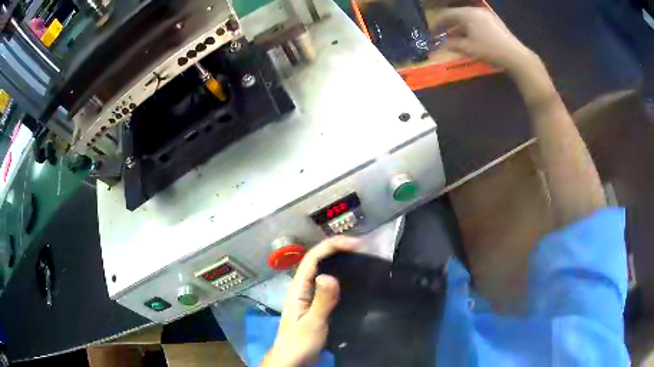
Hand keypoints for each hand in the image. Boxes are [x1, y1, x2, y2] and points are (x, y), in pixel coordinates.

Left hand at [262, 237, 358, 366]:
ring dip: (340, 261)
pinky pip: (329, 285)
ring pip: (323, 270)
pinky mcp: (316, 305)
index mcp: (298, 288)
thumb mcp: (313, 323)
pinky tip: (354, 280)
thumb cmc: (299, 343)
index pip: (312, 258)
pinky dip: (341, 277)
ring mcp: (309, 296)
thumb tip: (329, 275)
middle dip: (338, 249)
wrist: (292, 360)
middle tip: (363, 248)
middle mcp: (302, 287)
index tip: (356, 244)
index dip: (332, 246)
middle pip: (318, 260)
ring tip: (362, 258)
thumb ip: (322, 301)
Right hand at [434, 7, 538, 74]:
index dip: (437, 23)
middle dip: (448, 25)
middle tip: (441, 34)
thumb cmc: (490, 50)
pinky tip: (468, 36)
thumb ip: (453, 43)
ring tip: (454, 37)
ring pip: (467, 18)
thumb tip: (442, 43)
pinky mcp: (494, 21)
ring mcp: (486, 15)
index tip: (431, 32)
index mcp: (468, 14)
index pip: (446, 14)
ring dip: (458, 26)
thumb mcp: (468, 48)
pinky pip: (476, 21)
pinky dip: (469, 27)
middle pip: (457, 14)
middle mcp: (476, 10)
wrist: (515, 55)